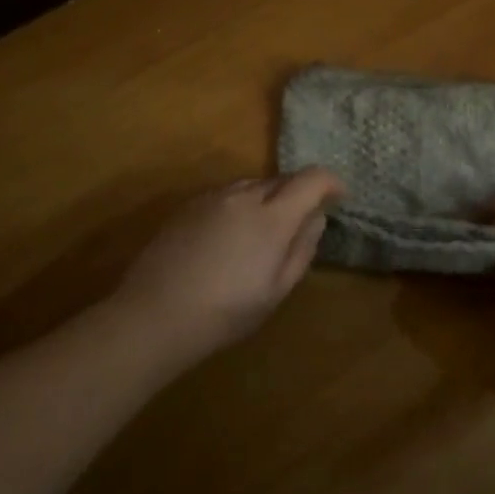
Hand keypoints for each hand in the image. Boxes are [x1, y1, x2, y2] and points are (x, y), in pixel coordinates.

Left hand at [113, 169, 344, 362]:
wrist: (155, 314)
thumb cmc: (226, 312)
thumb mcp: (276, 290)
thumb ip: (302, 248)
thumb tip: (316, 217)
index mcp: (272, 217)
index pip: (311, 179)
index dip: (331, 182)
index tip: (339, 197)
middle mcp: (244, 196)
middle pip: (281, 179)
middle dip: (299, 192)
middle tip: (302, 220)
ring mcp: (212, 197)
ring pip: (252, 184)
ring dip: (268, 197)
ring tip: (264, 229)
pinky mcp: (188, 205)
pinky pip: (226, 194)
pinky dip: (240, 204)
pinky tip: (230, 235)